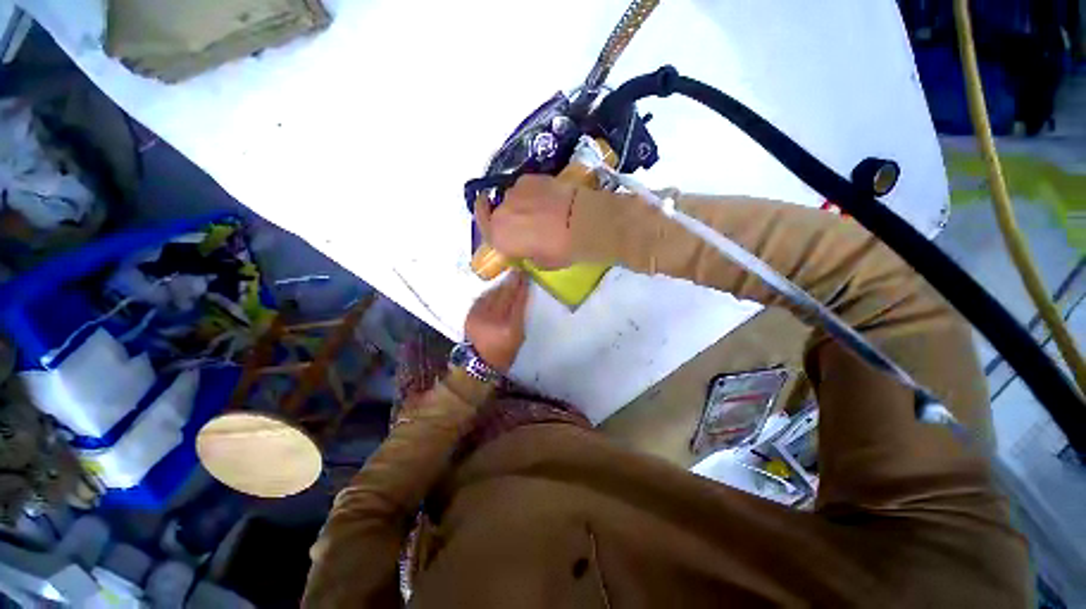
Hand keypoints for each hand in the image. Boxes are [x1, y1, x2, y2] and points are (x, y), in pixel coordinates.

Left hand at [464, 271, 529, 372]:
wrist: (480, 361)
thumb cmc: (505, 351)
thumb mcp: (520, 335)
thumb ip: (521, 314)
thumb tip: (522, 293)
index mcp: (509, 327)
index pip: (518, 301)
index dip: (523, 287)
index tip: (527, 276)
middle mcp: (493, 319)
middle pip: (504, 294)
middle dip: (512, 281)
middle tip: (519, 271)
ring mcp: (479, 315)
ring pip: (492, 293)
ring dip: (502, 284)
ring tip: (509, 277)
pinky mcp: (470, 314)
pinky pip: (483, 297)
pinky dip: (491, 291)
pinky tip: (497, 288)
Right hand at [475, 175, 575, 268]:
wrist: (579, 221)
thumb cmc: (560, 249)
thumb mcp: (542, 263)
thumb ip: (528, 255)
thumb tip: (529, 249)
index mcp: (499, 237)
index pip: (484, 231)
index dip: (489, 229)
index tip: (494, 228)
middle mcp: (500, 213)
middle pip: (496, 213)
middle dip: (506, 218)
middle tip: (522, 223)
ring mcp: (514, 192)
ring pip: (511, 199)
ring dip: (519, 204)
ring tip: (539, 209)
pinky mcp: (528, 178)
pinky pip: (524, 188)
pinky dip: (531, 193)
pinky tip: (547, 198)